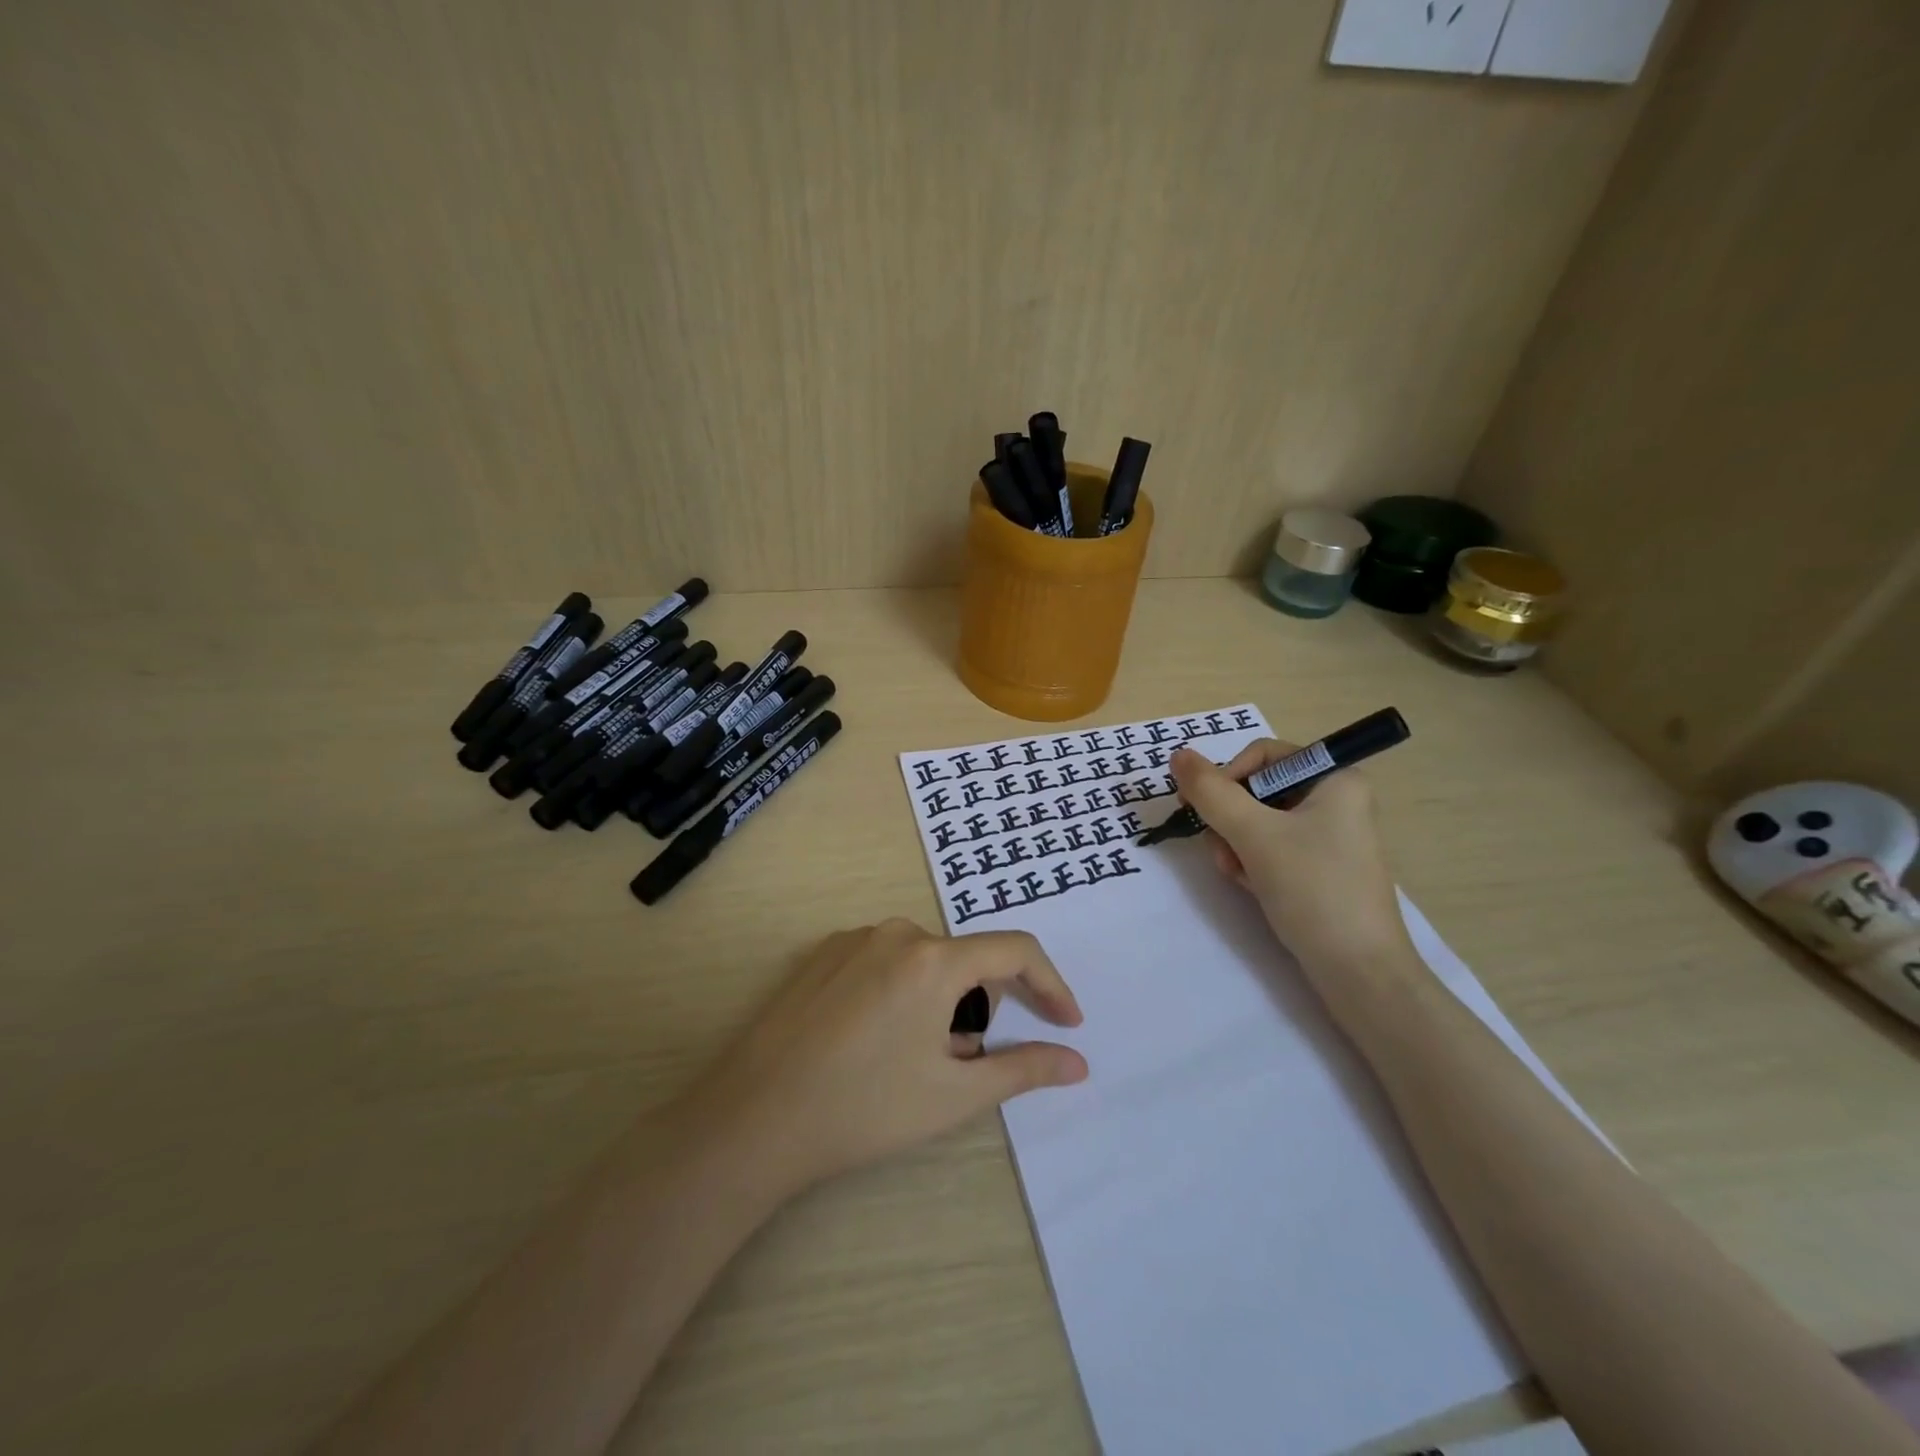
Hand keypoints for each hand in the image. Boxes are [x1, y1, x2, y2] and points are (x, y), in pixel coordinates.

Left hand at [676, 919, 1086, 1199]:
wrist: (753, 1118)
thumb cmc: (864, 1108)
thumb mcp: (953, 1094)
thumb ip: (1023, 1069)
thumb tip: (1077, 1062)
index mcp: (934, 958)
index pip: (1015, 951)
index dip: (1050, 984)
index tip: (1066, 1024)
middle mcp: (896, 931)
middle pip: (966, 959)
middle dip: (983, 1005)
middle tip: (967, 1061)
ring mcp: (853, 938)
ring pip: (924, 961)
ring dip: (941, 1001)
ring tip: (916, 1058)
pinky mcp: (822, 953)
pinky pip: (885, 961)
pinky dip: (903, 992)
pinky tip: (875, 1040)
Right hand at [1169, 741, 1411, 974]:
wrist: (1360, 972)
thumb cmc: (1313, 890)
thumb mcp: (1254, 834)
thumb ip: (1211, 792)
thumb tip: (1177, 754)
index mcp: (1336, 778)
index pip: (1262, 755)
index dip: (1227, 778)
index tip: (1204, 809)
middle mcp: (1336, 799)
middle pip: (1256, 790)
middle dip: (1231, 820)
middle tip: (1224, 851)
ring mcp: (1328, 836)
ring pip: (1258, 821)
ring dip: (1235, 844)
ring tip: (1238, 875)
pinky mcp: (1320, 867)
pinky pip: (1271, 848)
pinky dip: (1252, 862)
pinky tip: (1252, 886)